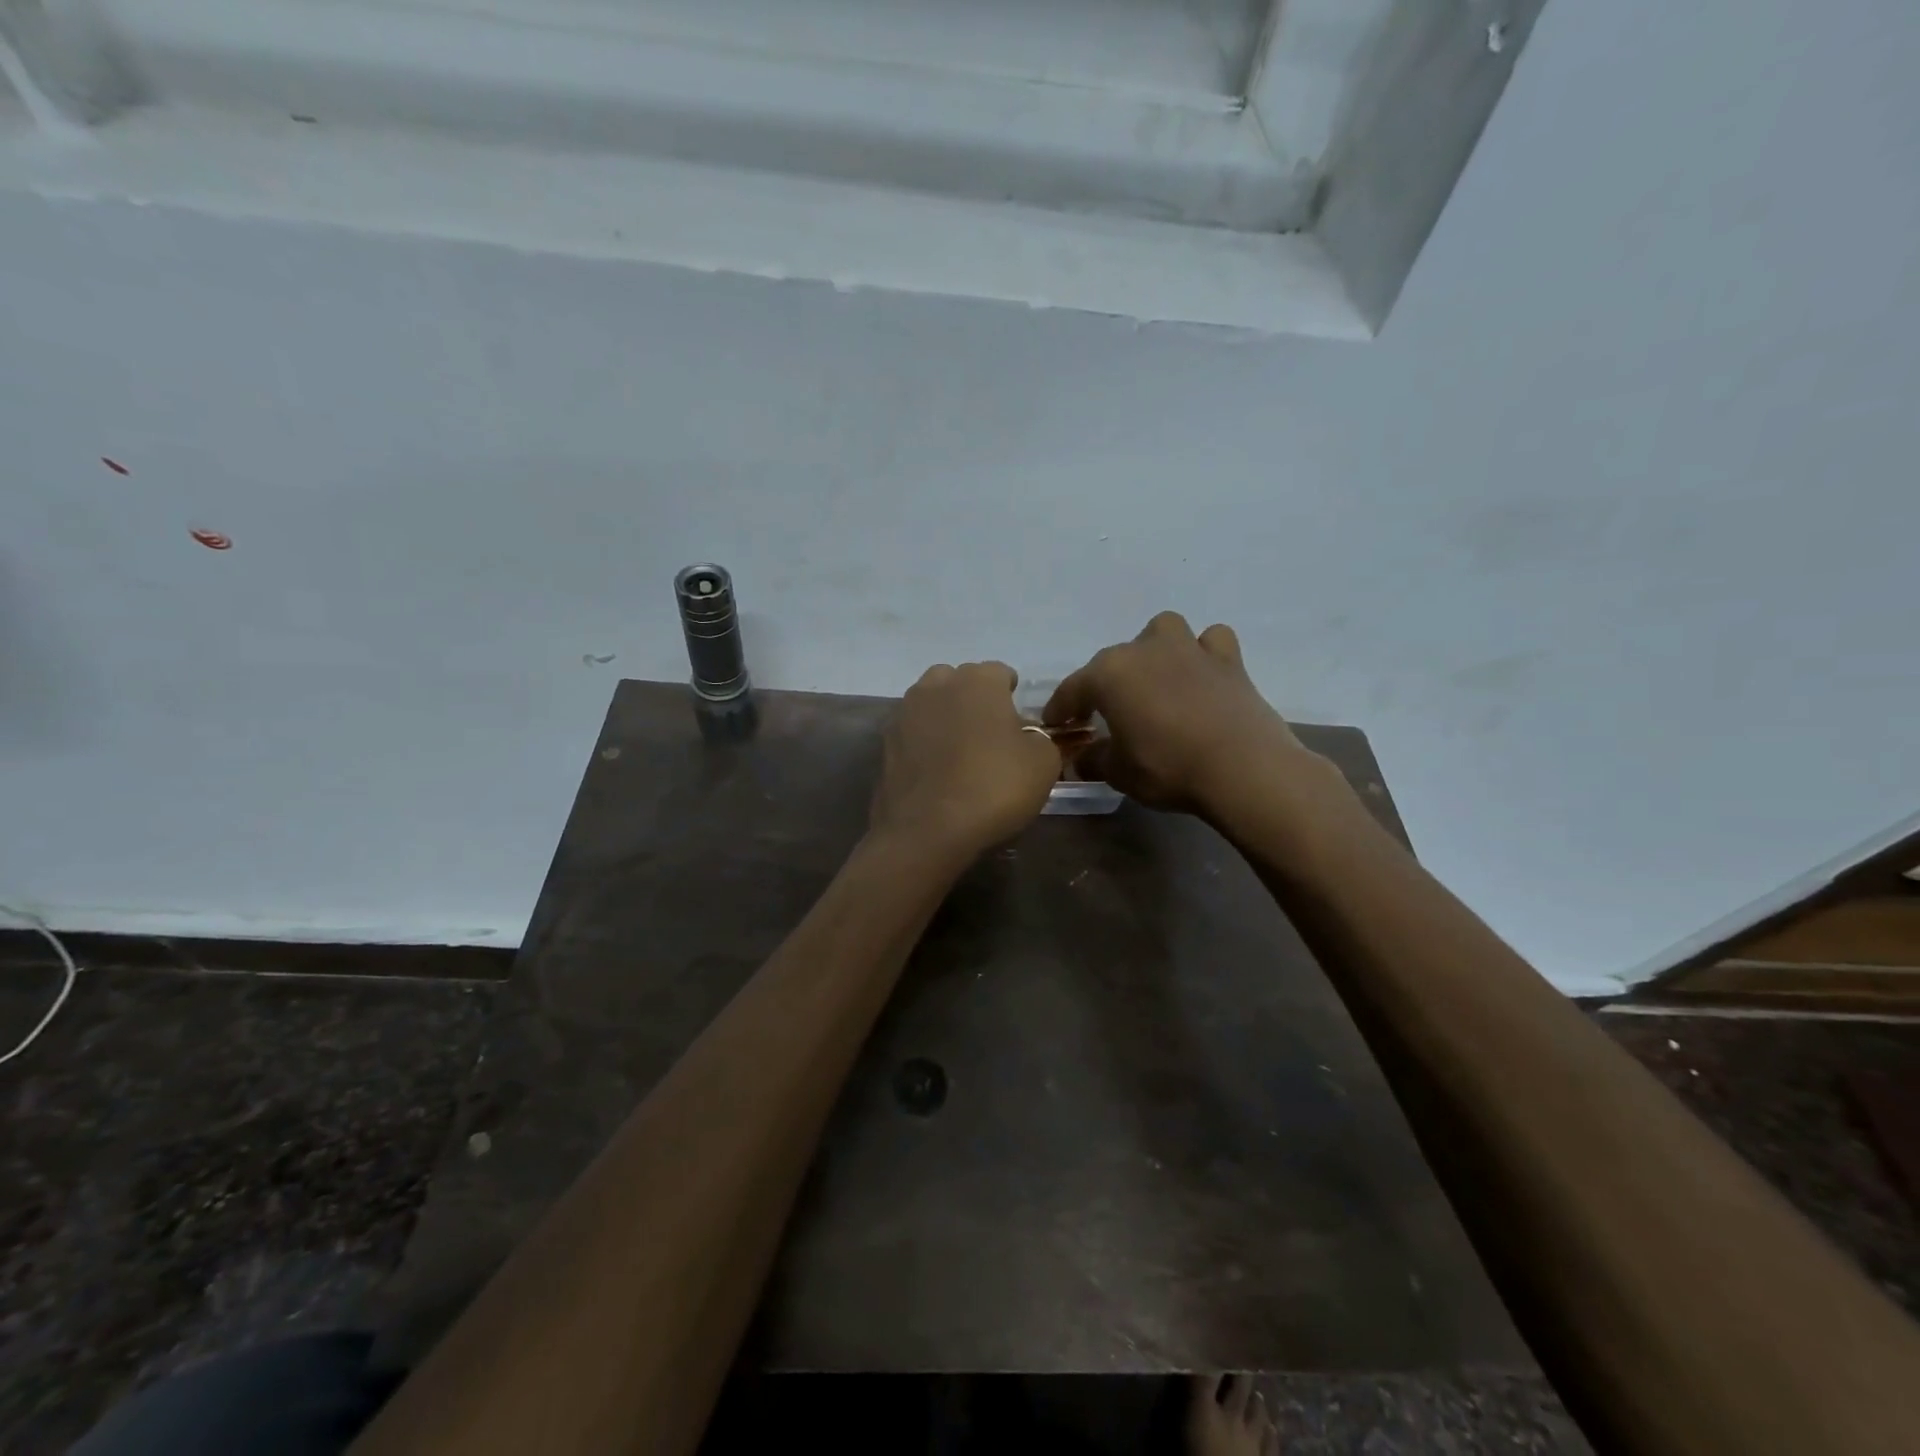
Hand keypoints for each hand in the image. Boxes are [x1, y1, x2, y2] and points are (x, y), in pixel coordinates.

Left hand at [870, 661, 1061, 858]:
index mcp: (978, 681)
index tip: (1018, 721)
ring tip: (960, 751)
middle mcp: (937, 685)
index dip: (1012, 694)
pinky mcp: (885, 742)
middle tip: (989, 735)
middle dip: (974, 700)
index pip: (1000, 672)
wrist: (927, 830)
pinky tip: (936, 770)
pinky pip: (913, 732)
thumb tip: (1026, 737)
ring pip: (931, 703)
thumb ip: (1039, 739)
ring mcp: (905, 712)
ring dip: (946, 718)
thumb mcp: (1043, 763)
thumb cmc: (993, 787)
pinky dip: (924, 743)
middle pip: (960, 681)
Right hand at [1043, 612, 1313, 817]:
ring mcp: (1188, 648)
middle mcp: (1145, 650)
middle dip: (1104, 684)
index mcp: (1109, 674)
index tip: (1056, 725)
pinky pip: (1210, 642)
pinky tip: (1202, 675)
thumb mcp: (1119, 773)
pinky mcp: (1228, 659)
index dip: (1061, 708)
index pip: (1073, 689)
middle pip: (1113, 660)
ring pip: (1162, 632)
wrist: (1243, 768)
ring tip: (1156, 679)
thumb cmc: (1168, 768)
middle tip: (1105, 713)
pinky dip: (1203, 654)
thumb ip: (1095, 759)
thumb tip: (1083, 758)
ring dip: (1154, 650)